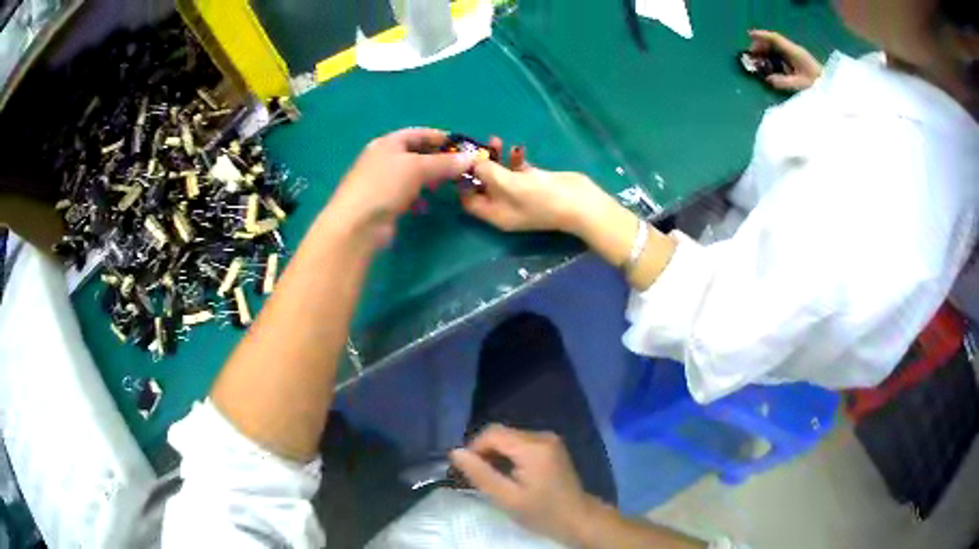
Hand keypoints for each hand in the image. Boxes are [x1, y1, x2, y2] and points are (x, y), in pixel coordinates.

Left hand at [326, 128, 473, 246]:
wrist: (357, 223)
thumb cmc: (385, 185)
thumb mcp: (417, 168)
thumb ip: (444, 163)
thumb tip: (471, 158)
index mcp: (388, 143)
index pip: (418, 133)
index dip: (440, 137)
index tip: (461, 146)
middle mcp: (383, 158)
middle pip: (415, 154)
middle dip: (437, 160)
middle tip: (457, 168)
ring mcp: (381, 181)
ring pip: (412, 175)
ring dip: (428, 179)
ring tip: (444, 186)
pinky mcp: (382, 202)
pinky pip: (405, 195)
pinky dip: (417, 198)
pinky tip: (425, 207)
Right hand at [449, 424, 596, 545]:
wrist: (578, 518)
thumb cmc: (542, 512)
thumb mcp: (506, 498)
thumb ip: (480, 473)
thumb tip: (455, 452)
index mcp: (533, 447)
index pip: (492, 433)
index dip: (474, 448)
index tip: (467, 471)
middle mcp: (542, 436)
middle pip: (501, 433)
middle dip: (484, 451)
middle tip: (477, 477)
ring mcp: (549, 440)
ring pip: (510, 437)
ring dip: (496, 453)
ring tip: (492, 478)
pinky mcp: (551, 446)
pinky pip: (521, 442)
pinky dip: (509, 455)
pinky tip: (508, 474)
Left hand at [461, 138, 615, 236]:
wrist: (581, 203)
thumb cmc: (541, 198)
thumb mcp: (508, 184)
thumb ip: (487, 172)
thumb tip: (473, 162)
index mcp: (495, 213)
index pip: (469, 200)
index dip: (462, 182)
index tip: (460, 162)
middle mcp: (504, 206)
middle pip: (483, 185)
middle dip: (479, 165)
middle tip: (477, 145)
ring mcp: (520, 194)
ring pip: (500, 175)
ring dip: (496, 158)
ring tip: (496, 140)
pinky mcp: (534, 183)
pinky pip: (517, 170)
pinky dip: (514, 159)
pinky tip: (518, 148)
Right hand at [749, 29, 822, 90]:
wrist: (833, 88)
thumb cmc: (817, 86)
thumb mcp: (800, 86)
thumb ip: (783, 82)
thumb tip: (768, 79)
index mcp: (794, 52)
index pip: (775, 39)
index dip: (762, 35)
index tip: (749, 35)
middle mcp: (794, 50)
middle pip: (774, 42)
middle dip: (761, 46)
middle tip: (753, 56)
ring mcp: (797, 55)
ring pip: (777, 48)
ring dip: (767, 52)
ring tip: (760, 62)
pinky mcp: (799, 61)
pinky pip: (782, 55)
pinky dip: (774, 57)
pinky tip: (771, 67)